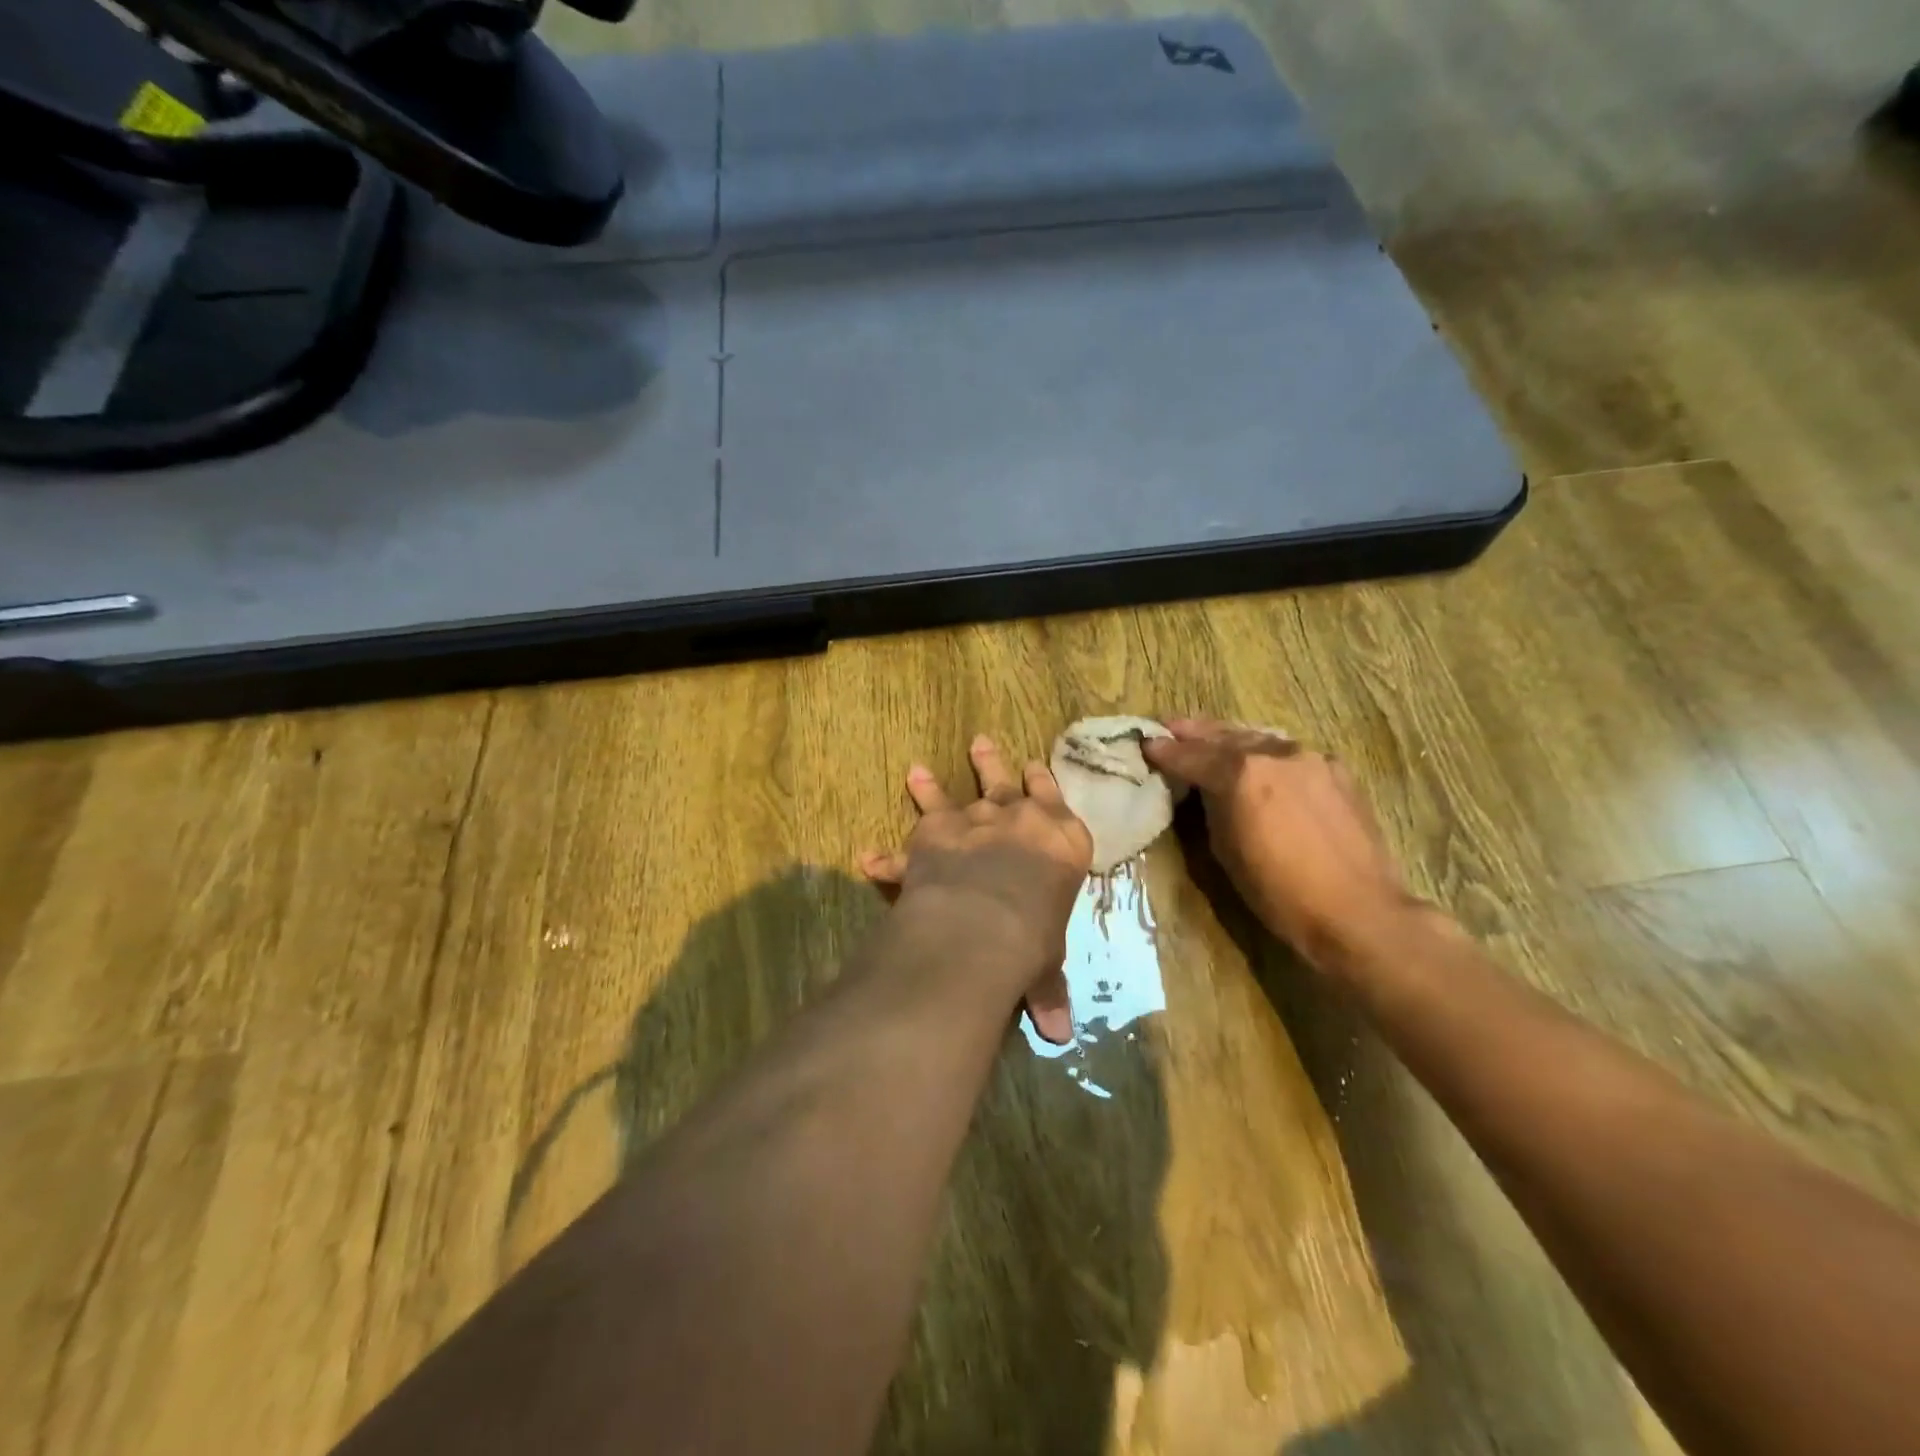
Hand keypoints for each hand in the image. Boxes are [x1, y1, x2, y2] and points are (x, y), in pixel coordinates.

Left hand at [861, 735, 1091, 1043]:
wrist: (989, 918)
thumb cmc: (1036, 936)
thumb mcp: (1047, 962)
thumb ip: (1048, 990)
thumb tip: (1060, 1035)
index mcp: (1062, 840)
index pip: (1055, 799)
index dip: (1043, 782)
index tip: (1035, 766)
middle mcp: (1019, 819)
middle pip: (1007, 781)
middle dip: (993, 764)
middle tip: (980, 743)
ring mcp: (975, 819)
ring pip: (957, 791)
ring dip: (936, 784)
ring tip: (916, 769)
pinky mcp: (935, 831)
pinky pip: (910, 831)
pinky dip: (888, 848)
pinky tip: (868, 853)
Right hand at [1142, 718, 1417, 967]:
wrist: (1358, 912)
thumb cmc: (1280, 892)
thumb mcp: (1226, 851)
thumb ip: (1213, 808)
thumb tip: (1208, 790)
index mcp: (1242, 774)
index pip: (1192, 756)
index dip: (1166, 751)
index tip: (1147, 744)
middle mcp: (1276, 754)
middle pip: (1226, 737)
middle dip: (1196, 733)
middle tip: (1173, 727)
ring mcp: (1311, 759)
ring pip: (1261, 739)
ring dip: (1232, 738)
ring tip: (1212, 737)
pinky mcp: (1338, 772)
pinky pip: (1291, 755)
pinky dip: (1268, 754)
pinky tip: (1262, 761)